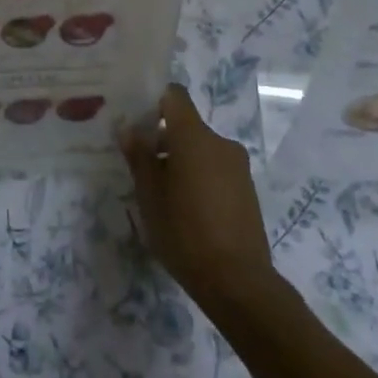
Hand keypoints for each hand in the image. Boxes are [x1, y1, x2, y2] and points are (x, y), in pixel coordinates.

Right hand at [117, 84, 281, 316]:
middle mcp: (220, 142)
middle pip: (186, 126)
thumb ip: (139, 157)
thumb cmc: (184, 232)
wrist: (237, 281)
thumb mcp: (149, 195)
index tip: (137, 123)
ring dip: (181, 161)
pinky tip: (187, 210)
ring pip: (201, 150)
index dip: (154, 102)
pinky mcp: (247, 189)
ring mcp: (238, 166)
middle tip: (140, 168)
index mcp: (194, 137)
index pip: (174, 96)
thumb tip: (130, 129)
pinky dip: (199, 177)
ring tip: (162, 195)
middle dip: (163, 141)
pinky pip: (216, 169)